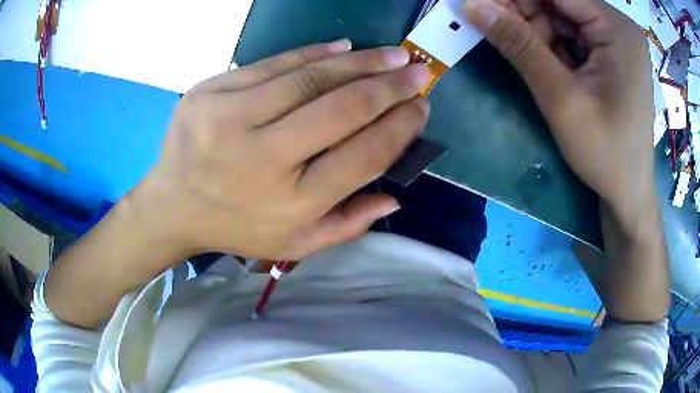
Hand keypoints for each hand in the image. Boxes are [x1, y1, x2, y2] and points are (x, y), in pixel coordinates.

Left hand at [137, 40, 430, 263]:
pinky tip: (344, 48)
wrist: (171, 205)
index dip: (400, 127)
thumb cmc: (234, 228)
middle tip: (419, 71)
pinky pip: (272, 63)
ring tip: (393, 55)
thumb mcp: (292, 244)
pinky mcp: (208, 92)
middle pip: (342, 109)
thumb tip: (394, 197)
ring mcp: (228, 118)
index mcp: (289, 203)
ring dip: (361, 62)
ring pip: (310, 78)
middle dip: (390, 86)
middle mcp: (262, 159)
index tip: (421, 108)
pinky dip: (314, 53)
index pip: (364, 155)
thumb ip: (345, 225)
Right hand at [463, 0, 654, 223]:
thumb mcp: (561, 99)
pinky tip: (544, 63)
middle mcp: (618, 26)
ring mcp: (615, 39)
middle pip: (559, 2)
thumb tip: (472, 5)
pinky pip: (571, 34)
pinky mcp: (610, 53)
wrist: (628, 192)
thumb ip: (519, 45)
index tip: (479, 5)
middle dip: (524, 12)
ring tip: (525, 56)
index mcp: (617, 28)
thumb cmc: (605, 153)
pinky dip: (550, 44)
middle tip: (492, 27)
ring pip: (561, 16)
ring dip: (535, 30)